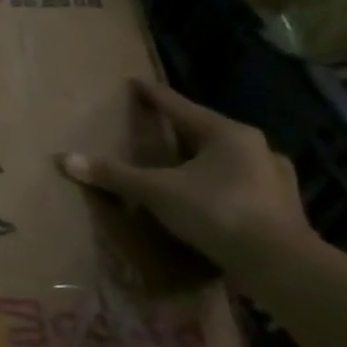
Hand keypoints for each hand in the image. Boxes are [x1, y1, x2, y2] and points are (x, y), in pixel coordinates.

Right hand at [60, 77, 312, 275]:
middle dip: (182, 128)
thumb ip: (114, 175)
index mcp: (228, 134)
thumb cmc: (216, 211)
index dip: (156, 96)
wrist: (279, 263)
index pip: (181, 107)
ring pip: (229, 158)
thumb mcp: (157, 191)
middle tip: (158, 126)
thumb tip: (65, 159)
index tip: (138, 83)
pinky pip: (242, 184)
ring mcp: (274, 177)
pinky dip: (222, 184)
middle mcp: (256, 148)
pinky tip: (213, 194)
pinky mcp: (281, 206)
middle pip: (207, 131)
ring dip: (205, 158)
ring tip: (184, 163)